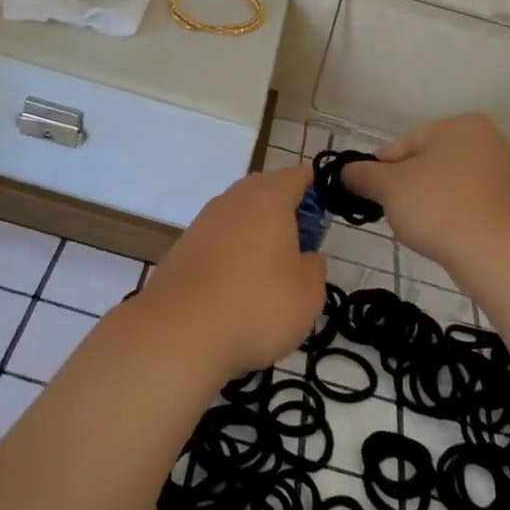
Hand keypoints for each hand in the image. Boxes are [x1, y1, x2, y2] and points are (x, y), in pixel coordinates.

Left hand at [137, 165, 326, 380]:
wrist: (180, 332)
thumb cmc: (257, 305)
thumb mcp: (308, 293)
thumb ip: (314, 267)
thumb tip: (306, 257)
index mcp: (268, 197)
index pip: (299, 176)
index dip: (318, 188)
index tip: (330, 211)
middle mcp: (233, 200)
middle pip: (266, 193)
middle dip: (286, 214)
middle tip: (304, 246)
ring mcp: (203, 223)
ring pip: (240, 218)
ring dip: (257, 236)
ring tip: (273, 274)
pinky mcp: (183, 249)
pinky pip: (219, 242)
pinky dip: (233, 257)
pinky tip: (239, 290)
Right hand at [343, 115, 509, 270]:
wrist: (501, 256)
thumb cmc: (440, 208)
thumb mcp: (389, 188)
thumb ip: (364, 175)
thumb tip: (348, 171)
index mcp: (462, 125)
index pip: (406, 143)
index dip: (382, 169)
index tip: (372, 194)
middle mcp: (492, 141)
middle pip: (431, 163)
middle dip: (410, 188)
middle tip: (395, 214)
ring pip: (453, 187)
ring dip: (432, 204)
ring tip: (422, 231)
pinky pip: (475, 207)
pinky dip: (457, 219)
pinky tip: (448, 240)